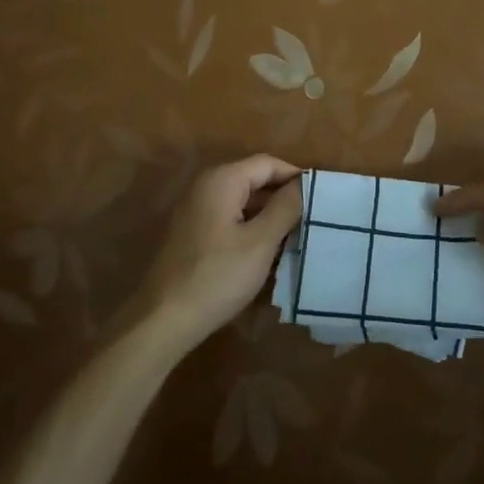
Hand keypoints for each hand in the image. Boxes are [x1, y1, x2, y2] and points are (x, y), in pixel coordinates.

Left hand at [132, 154, 301, 357]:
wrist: (163, 320)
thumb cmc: (217, 276)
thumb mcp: (260, 242)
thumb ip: (285, 208)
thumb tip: (303, 184)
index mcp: (222, 179)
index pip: (268, 163)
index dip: (295, 177)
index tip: (320, 198)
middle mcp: (206, 186)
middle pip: (254, 179)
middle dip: (283, 197)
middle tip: (311, 218)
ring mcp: (196, 209)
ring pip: (243, 201)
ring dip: (268, 215)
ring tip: (296, 235)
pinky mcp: (192, 232)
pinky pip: (229, 218)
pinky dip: (250, 227)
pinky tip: (266, 251)